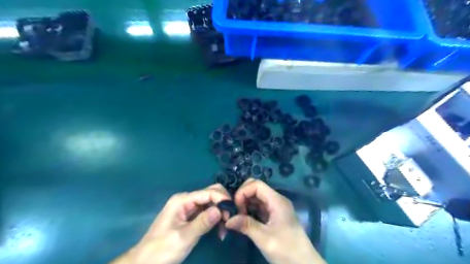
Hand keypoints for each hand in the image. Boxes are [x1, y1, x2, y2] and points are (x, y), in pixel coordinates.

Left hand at [113, 184, 232, 263]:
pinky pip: (207, 211)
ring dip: (220, 212)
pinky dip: (215, 218)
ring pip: (211, 202)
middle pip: (211, 193)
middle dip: (223, 203)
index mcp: (182, 200)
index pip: (208, 192)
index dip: (222, 199)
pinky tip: (220, 229)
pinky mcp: (191, 216)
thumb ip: (202, 222)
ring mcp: (189, 207)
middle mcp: (187, 199)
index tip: (233, 212)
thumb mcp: (183, 237)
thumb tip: (221, 210)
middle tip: (230, 219)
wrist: (145, 262)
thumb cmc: (162, 249)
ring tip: (225, 228)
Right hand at [226, 177, 324, 263]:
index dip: (243, 191)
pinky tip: (244, 220)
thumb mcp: (265, 238)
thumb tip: (227, 220)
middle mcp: (276, 200)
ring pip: (256, 197)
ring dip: (245, 204)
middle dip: (243, 196)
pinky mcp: (274, 216)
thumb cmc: (287, 250)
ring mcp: (275, 208)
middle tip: (236, 212)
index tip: (235, 207)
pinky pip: (259, 207)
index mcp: (277, 201)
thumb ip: (246, 226)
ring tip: (237, 217)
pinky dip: (249, 211)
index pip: (256, 185)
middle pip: (256, 188)